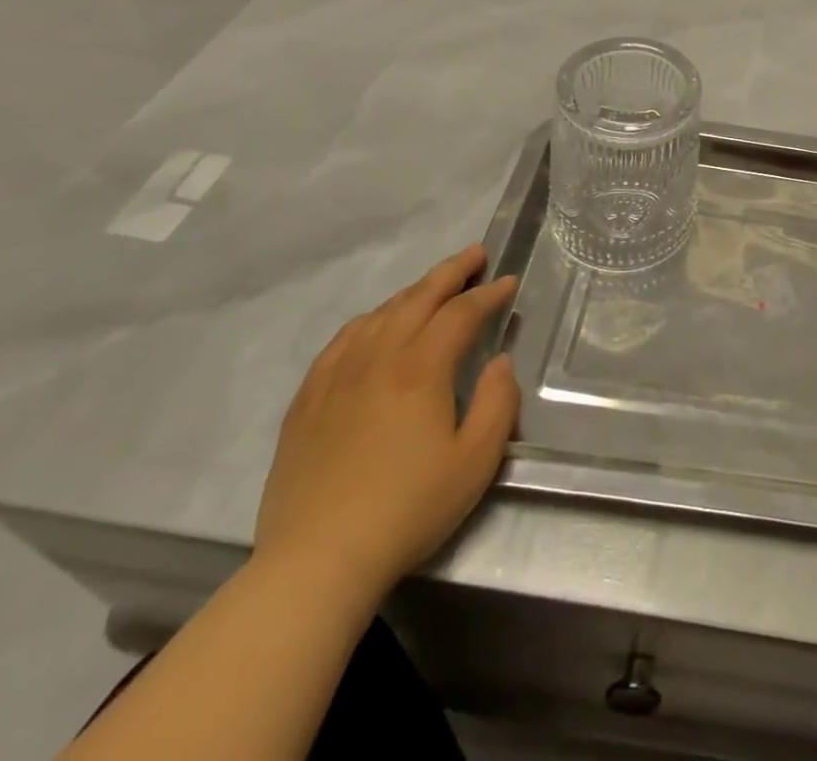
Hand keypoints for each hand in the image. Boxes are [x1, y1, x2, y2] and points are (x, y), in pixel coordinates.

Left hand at [253, 247, 518, 604]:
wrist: (316, 561)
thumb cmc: (408, 510)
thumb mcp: (476, 461)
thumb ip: (498, 402)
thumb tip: (499, 362)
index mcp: (420, 368)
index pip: (461, 313)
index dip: (489, 293)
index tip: (509, 281)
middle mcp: (377, 357)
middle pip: (418, 298)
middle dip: (452, 271)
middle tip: (476, 254)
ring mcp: (336, 376)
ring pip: (379, 314)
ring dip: (413, 292)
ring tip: (434, 287)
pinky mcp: (307, 400)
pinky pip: (342, 340)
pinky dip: (369, 320)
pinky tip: (375, 325)